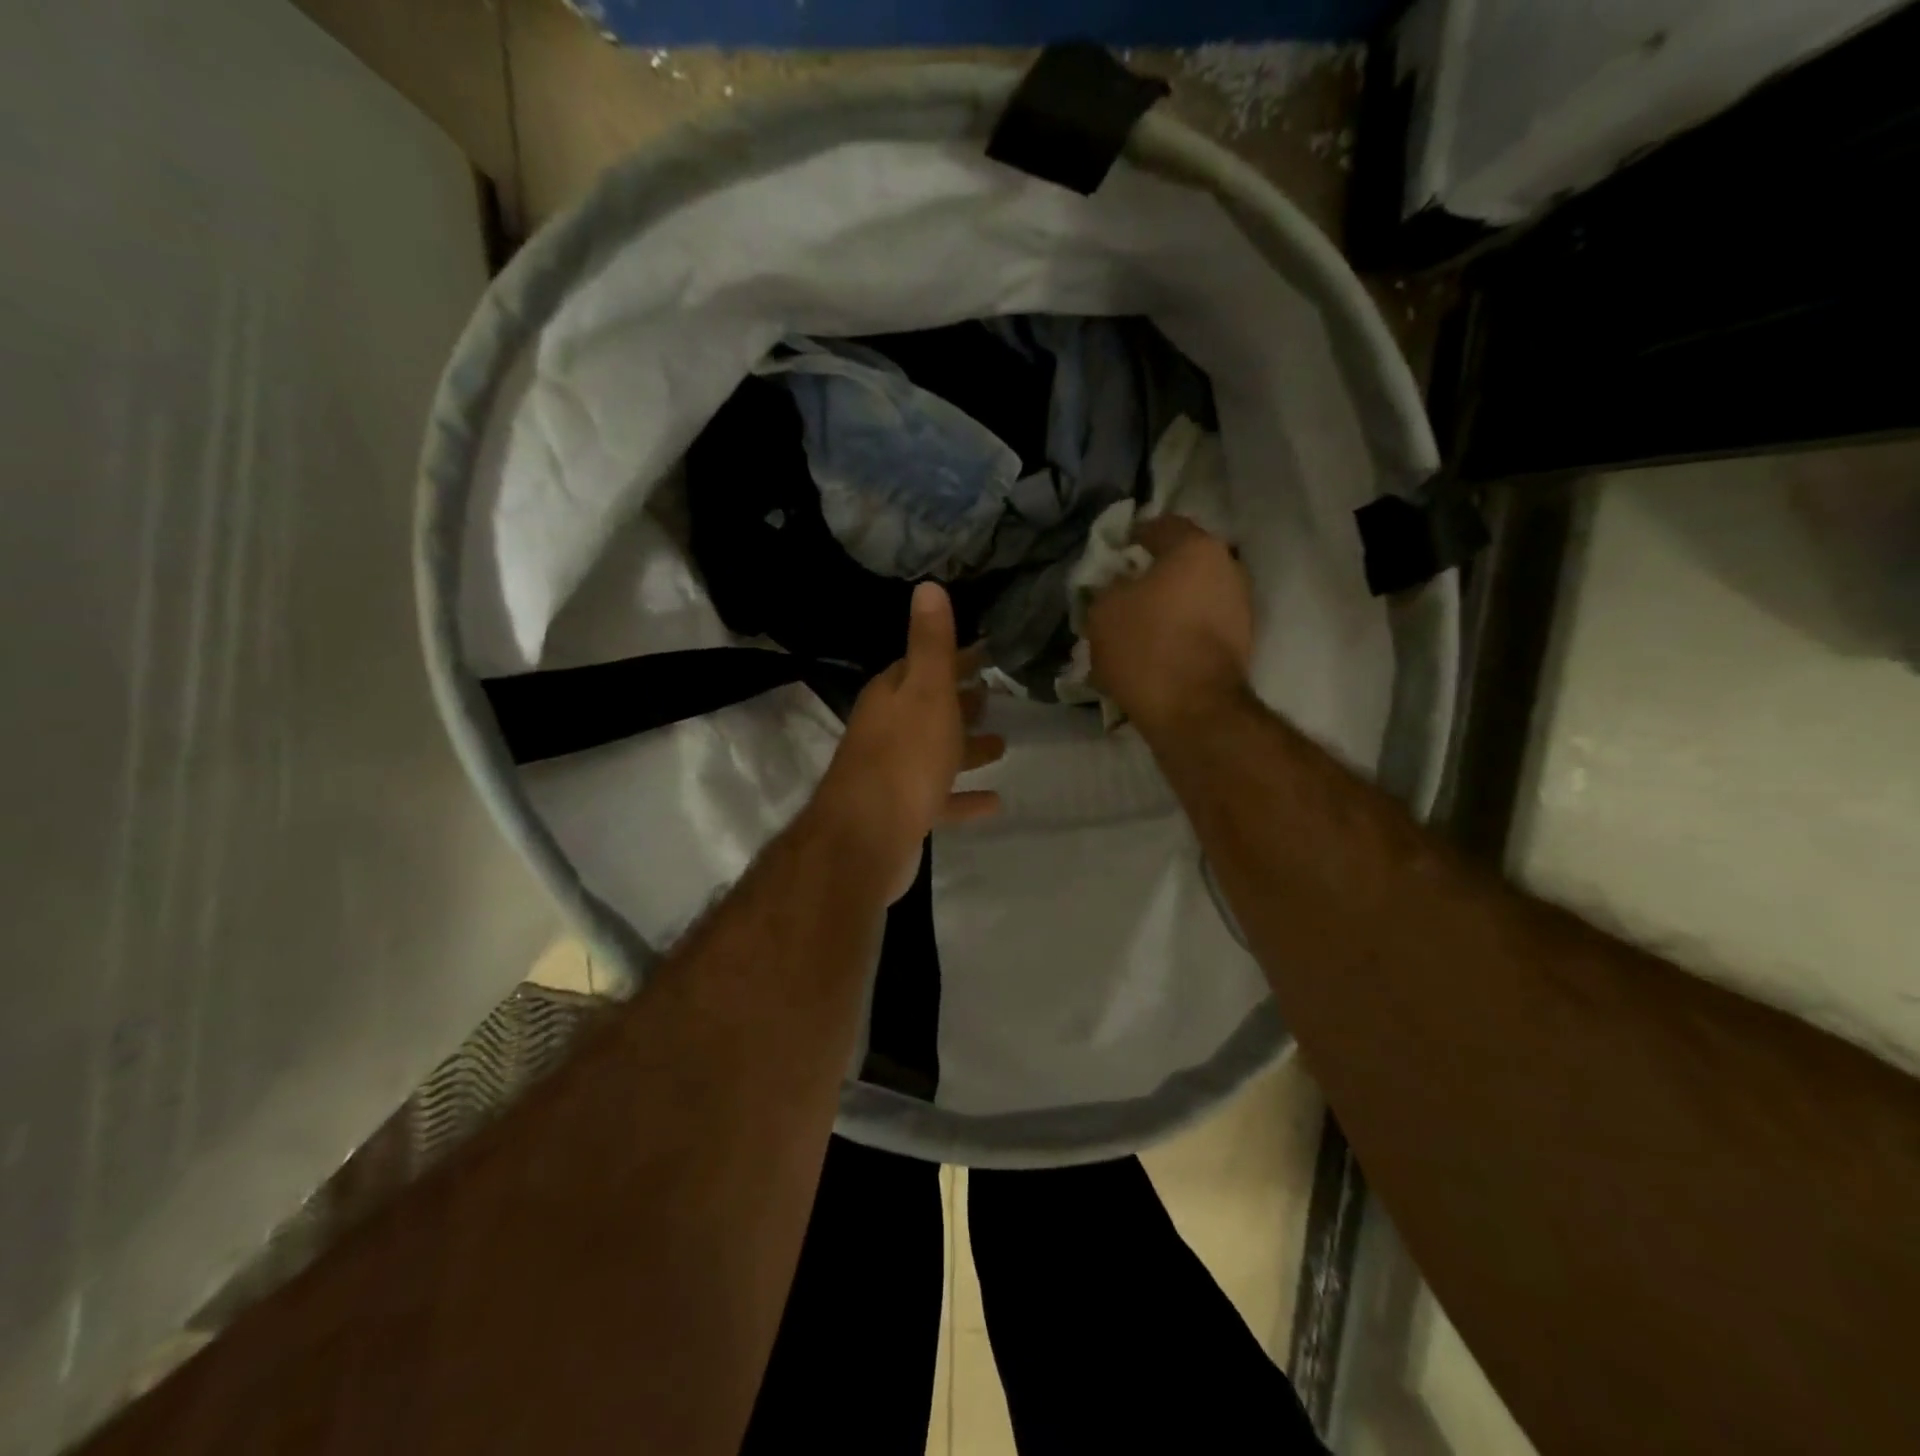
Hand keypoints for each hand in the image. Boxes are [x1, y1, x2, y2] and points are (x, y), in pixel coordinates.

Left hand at [810, 583, 1003, 901]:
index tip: (985, 653)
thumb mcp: (926, 691)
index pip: (922, 665)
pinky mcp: (905, 813)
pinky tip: (995, 801)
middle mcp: (888, 731)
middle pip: (928, 710)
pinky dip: (964, 798)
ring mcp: (895, 775)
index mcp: (891, 696)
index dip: (953, 658)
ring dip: (965, 748)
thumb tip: (928, 586)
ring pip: (936, 754)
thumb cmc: (904, 756)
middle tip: (993, 694)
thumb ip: (931, 644)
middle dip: (959, 701)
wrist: (867, 838)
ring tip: (1002, 743)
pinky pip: (941, 799)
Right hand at [1085, 515, 1253, 738]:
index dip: (1132, 536)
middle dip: (1152, 575)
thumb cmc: (1146, 646)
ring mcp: (1239, 607)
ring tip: (1135, 627)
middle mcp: (1227, 568)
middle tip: (1121, 592)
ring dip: (1166, 606)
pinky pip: (1200, 625)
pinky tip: (1154, 650)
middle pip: (1181, 563)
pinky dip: (1179, 631)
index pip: (1160, 525)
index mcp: (1196, 548)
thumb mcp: (1103, 609)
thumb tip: (1119, 585)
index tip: (1112, 554)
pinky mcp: (1240, 642)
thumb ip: (1108, 586)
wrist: (1193, 710)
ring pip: (1192, 596)